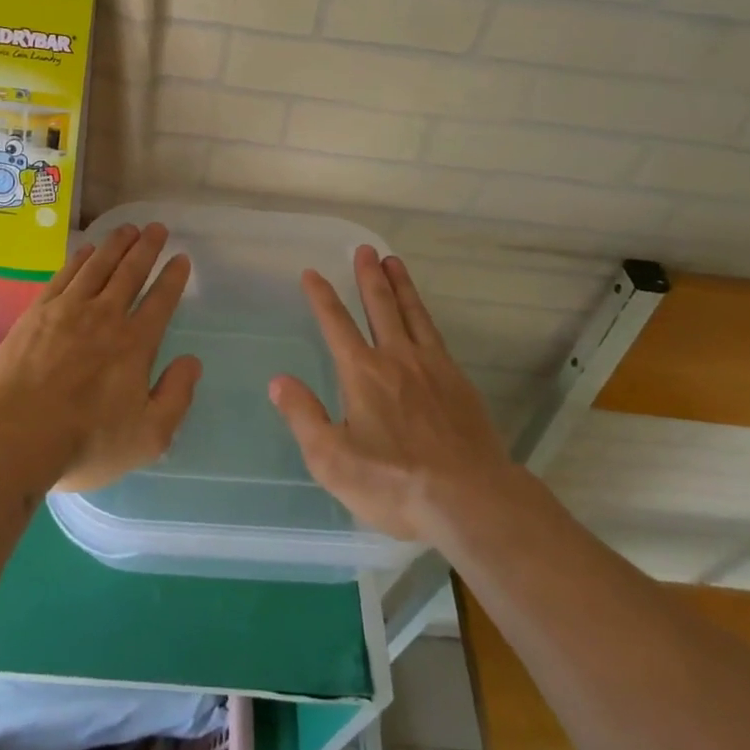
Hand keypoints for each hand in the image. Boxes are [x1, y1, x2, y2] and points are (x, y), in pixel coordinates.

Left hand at [0, 222, 199, 492]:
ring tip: (128, 228)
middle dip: (147, 247)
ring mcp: (68, 310)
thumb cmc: (85, 442)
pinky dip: (80, 259)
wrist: (15, 435)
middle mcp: (105, 316)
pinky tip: (87, 250)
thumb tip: (192, 361)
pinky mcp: (37, 312)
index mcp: (135, 344)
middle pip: (130, 272)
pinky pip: (65, 275)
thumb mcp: (148, 436)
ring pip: (98, 265)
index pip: (160, 301)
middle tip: (157, 228)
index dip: (173, 277)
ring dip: (116, 244)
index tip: (181, 258)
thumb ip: (176, 396)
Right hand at [270, 246, 511, 542]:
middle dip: (369, 276)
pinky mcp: (459, 382)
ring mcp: (432, 367)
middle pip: (380, 306)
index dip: (322, 297)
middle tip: (365, 249)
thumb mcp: (333, 460)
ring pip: (412, 313)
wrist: (471, 500)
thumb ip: (304, 417)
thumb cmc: (395, 483)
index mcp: (362, 373)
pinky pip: (436, 335)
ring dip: (400, 285)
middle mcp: (396, 358)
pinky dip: (425, 315)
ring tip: (394, 261)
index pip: (336, 324)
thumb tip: (278, 381)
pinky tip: (424, 316)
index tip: (312, 273)